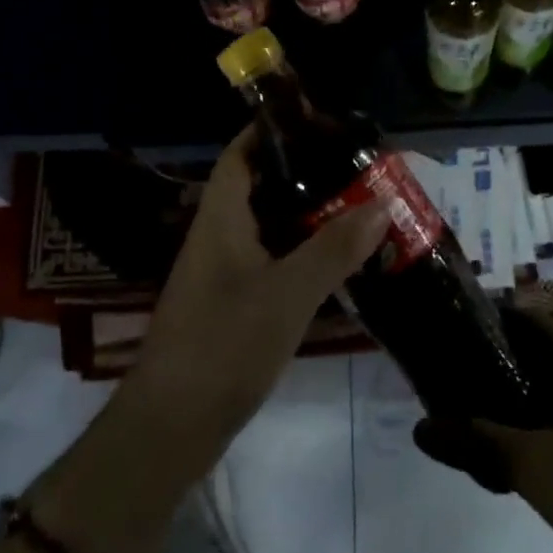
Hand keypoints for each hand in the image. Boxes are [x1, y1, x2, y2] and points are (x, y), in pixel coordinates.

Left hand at [130, 124, 388, 458]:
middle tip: (357, 170)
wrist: (172, 428)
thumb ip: (333, 249)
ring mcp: (224, 273)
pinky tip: (340, 264)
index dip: (272, 131)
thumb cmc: (223, 346)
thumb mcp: (287, 294)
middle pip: (262, 189)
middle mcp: (219, 237)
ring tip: (361, 209)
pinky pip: (273, 263)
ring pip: (271, 229)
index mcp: (220, 219)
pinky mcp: (233, 305)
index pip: (240, 155)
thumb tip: (380, 203)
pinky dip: (305, 255)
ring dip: (311, 218)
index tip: (318, 123)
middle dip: (307, 176)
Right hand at [414, 312, 552, 552]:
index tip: (454, 324)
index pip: (535, 322)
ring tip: (468, 420)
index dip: (496, 317)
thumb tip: (420, 427)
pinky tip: (505, 464)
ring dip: (511, 408)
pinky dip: (532, 437)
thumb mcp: (531, 464)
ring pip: (550, 400)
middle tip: (449, 375)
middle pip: (540, 360)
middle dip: (495, 367)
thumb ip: (474, 440)